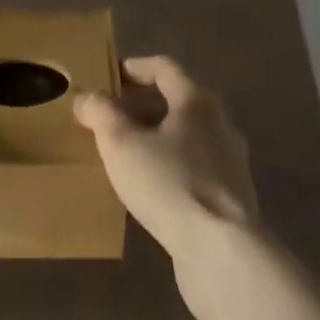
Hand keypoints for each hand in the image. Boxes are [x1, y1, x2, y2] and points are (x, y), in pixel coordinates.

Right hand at [74, 56, 260, 318]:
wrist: (222, 252)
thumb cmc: (169, 183)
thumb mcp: (121, 143)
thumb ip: (100, 113)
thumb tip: (87, 97)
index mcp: (197, 101)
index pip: (164, 68)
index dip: (134, 68)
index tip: (109, 76)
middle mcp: (220, 124)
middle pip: (177, 101)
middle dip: (141, 105)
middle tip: (109, 116)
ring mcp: (230, 163)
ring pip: (186, 137)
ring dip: (155, 138)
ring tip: (124, 153)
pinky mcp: (231, 198)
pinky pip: (194, 168)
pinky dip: (170, 166)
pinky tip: (149, 188)